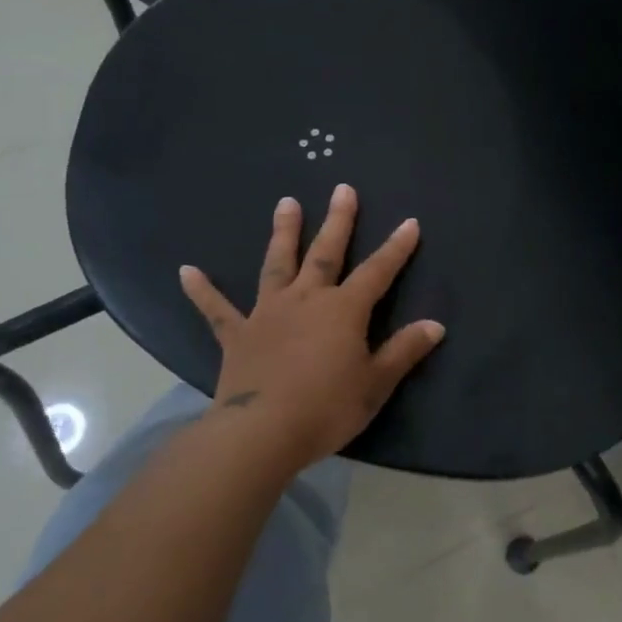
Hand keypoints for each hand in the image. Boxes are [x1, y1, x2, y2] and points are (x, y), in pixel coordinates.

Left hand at [178, 184, 445, 468]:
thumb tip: (435, 325)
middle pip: (325, 253)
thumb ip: (404, 351)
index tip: (409, 222)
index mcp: (343, 310)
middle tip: (343, 189)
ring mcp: (268, 313)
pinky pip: (217, 310)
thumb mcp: (376, 384)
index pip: (377, 272)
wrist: (262, 432)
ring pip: (277, 265)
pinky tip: (186, 271)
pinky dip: (202, 291)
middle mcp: (306, 300)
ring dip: (283, 234)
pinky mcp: (238, 335)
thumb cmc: (327, 408)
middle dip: (337, 221)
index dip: (396, 248)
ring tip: (286, 203)